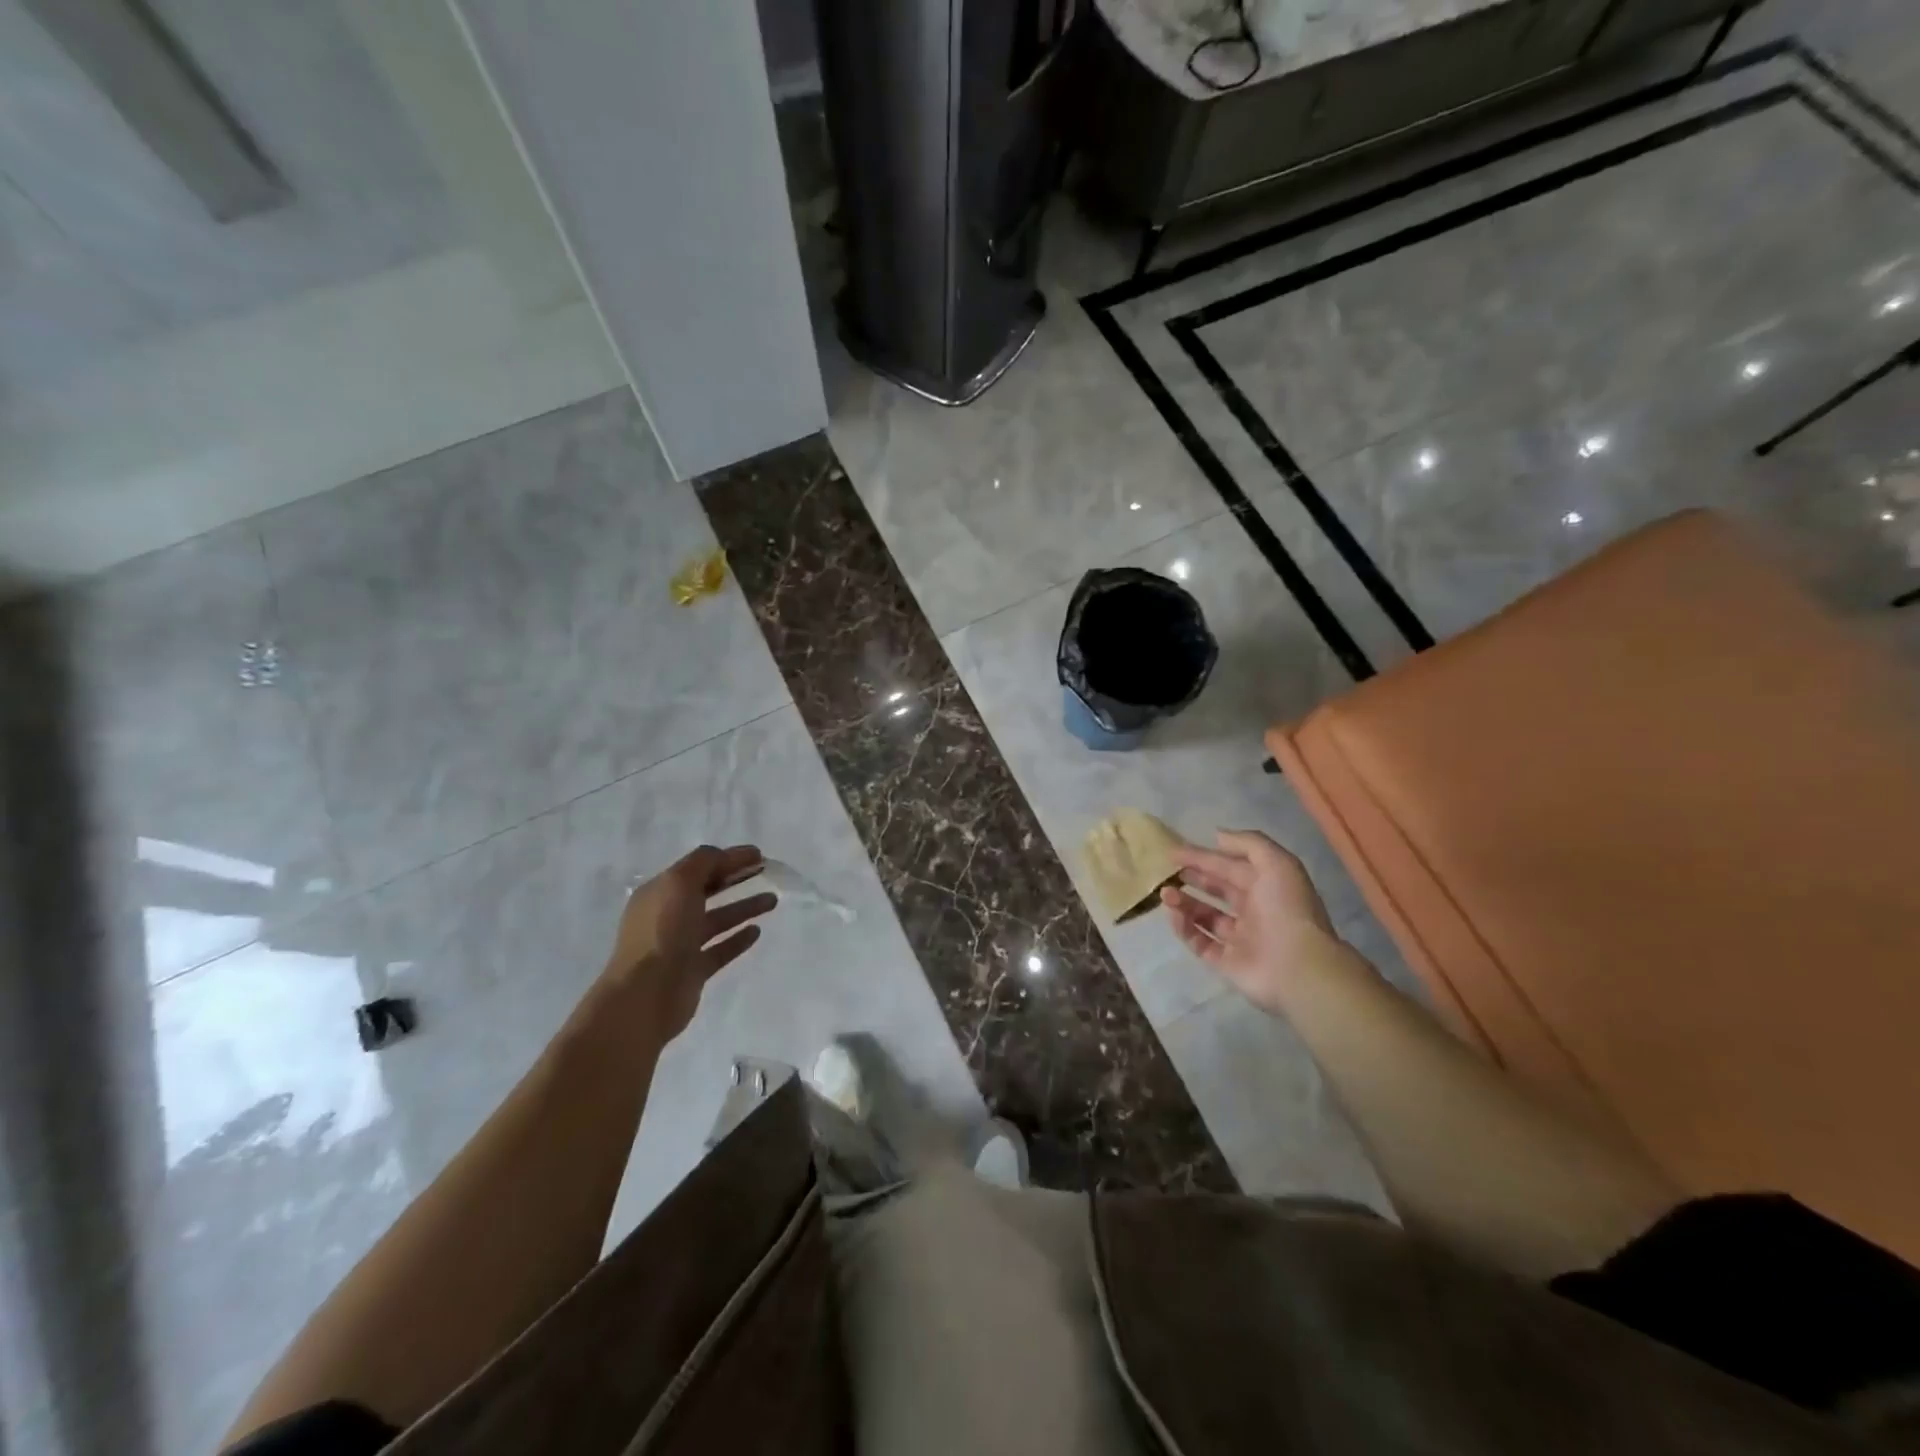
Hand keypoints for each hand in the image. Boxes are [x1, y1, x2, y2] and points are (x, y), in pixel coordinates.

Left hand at [601, 844, 776, 1037]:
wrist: (646, 996)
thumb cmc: (662, 932)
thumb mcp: (679, 883)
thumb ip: (704, 863)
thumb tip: (726, 857)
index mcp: (660, 892)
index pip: (698, 867)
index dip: (727, 858)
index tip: (758, 855)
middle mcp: (668, 916)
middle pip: (707, 891)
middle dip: (735, 879)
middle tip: (765, 872)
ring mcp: (680, 945)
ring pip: (717, 920)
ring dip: (743, 907)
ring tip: (773, 900)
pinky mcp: (693, 970)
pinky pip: (720, 949)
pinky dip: (738, 938)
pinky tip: (757, 931)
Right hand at [1161, 830, 1339, 1015]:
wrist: (1299, 966)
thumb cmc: (1287, 909)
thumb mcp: (1277, 863)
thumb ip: (1248, 843)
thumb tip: (1217, 836)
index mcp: (1267, 887)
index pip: (1230, 867)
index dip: (1203, 857)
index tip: (1174, 851)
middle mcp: (1254, 911)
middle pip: (1218, 890)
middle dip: (1193, 878)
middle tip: (1168, 871)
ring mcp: (1240, 939)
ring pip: (1205, 916)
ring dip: (1184, 903)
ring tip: (1165, 894)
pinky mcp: (1227, 962)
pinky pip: (1200, 942)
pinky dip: (1185, 929)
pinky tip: (1173, 915)